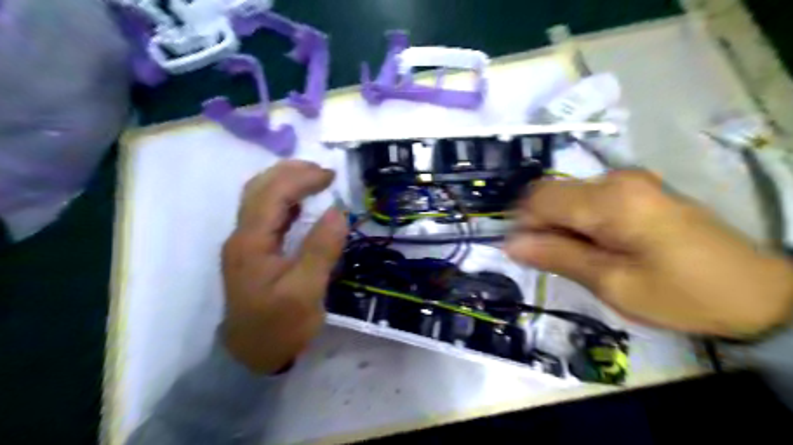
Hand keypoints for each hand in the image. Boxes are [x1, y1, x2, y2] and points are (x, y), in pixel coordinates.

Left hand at [221, 160, 346, 371]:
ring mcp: (245, 244)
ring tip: (314, 179)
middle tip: (324, 172)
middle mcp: (242, 236)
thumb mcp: (305, 292)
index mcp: (251, 242)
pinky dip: (284, 200)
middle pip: (259, 188)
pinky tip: (300, 204)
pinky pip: (265, 215)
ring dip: (285, 182)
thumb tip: (339, 211)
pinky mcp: (253, 252)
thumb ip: (321, 249)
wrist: (251, 356)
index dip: (302, 178)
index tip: (332, 176)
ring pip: (259, 198)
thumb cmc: (279, 326)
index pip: (273, 194)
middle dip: (291, 172)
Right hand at [505, 171, 792, 336]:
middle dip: (541, 226)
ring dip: (560, 226)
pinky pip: (588, 200)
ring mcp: (629, 181)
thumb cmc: (681, 294)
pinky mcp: (637, 190)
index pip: (539, 198)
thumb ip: (557, 257)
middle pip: (552, 194)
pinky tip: (596, 246)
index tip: (523, 254)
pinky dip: (579, 222)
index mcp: (610, 200)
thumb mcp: (612, 283)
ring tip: (579, 259)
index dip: (521, 224)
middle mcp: (616, 179)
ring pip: (568, 197)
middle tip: (553, 262)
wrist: (757, 293)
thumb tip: (510, 244)